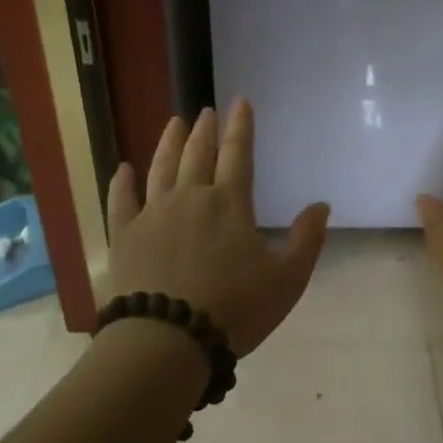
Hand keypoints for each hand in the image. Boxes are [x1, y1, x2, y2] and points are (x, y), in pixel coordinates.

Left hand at [106, 101, 330, 354]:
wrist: (168, 340)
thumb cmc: (234, 310)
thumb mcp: (286, 280)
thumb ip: (306, 240)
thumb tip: (321, 205)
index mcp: (229, 204)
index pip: (238, 154)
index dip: (241, 126)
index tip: (240, 102)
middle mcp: (189, 198)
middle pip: (197, 154)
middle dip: (204, 130)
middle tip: (205, 111)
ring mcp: (152, 214)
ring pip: (161, 168)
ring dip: (168, 142)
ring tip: (173, 123)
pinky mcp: (123, 236)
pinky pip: (121, 201)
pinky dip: (122, 182)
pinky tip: (123, 169)